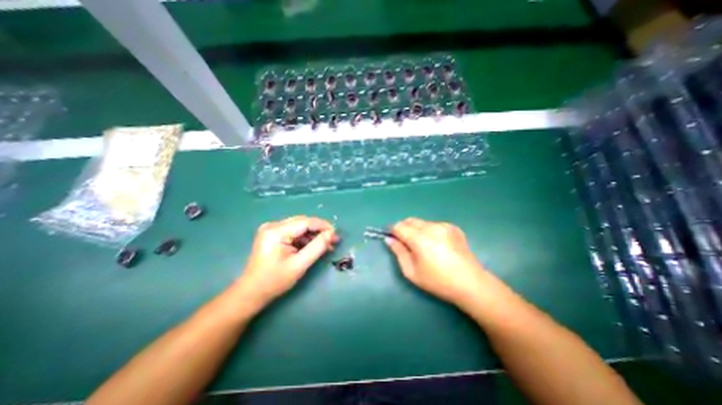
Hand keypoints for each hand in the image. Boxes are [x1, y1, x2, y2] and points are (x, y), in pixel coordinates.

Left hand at [238, 217, 337, 308]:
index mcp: (276, 231)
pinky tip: (314, 246)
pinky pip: (294, 232)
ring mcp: (272, 229)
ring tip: (327, 245)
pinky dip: (305, 238)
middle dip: (320, 230)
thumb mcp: (299, 265)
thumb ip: (317, 247)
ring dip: (313, 235)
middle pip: (303, 222)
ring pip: (300, 227)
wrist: (251, 292)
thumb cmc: (274, 281)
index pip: (305, 222)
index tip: (336, 234)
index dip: (323, 226)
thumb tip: (331, 234)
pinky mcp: (273, 235)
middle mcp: (273, 225)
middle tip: (334, 240)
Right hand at [386, 218, 486, 306]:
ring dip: (416, 230)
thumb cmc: (438, 281)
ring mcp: (444, 226)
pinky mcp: (453, 227)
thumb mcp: (412, 272)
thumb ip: (398, 252)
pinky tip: (437, 245)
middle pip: (410, 220)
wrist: (471, 283)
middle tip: (406, 244)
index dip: (392, 231)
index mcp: (420, 238)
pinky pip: (434, 225)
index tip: (392, 238)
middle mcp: (431, 227)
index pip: (399, 226)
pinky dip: (429, 231)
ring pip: (421, 222)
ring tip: (423, 246)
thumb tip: (389, 239)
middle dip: (403, 229)